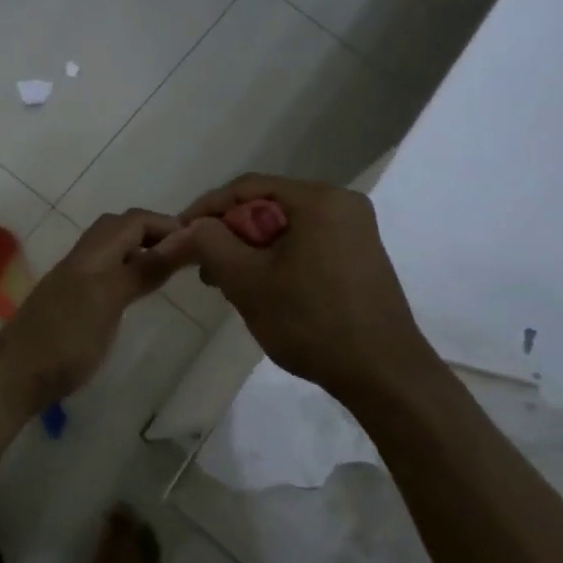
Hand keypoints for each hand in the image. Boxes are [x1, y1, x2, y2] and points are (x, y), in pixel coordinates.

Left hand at [0, 209, 183, 415]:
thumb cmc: (66, 337)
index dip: (167, 224)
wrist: (16, 375)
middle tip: (186, 252)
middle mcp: (84, 258)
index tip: (200, 241)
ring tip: (171, 268)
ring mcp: (76, 280)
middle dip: (155, 232)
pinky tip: (140, 290)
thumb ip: (144, 269)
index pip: (135, 220)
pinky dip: (130, 270)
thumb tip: (182, 238)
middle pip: (122, 228)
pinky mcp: (74, 302)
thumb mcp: (109, 300)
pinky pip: (108, 271)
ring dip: (142, 249)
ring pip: (113, 249)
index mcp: (93, 253)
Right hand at [150, 174, 437, 398]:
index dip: (207, 209)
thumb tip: (187, 228)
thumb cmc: (312, 322)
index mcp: (319, 198)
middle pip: (268, 205)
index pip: (247, 187)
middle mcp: (342, 202)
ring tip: (228, 284)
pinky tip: (264, 289)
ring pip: (286, 227)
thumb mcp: (248, 281)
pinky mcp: (360, 255)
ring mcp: (356, 230)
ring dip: (252, 250)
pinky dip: (278, 259)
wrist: (384, 374)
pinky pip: (307, 243)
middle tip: (204, 268)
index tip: (179, 236)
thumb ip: (210, 244)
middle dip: (230, 234)